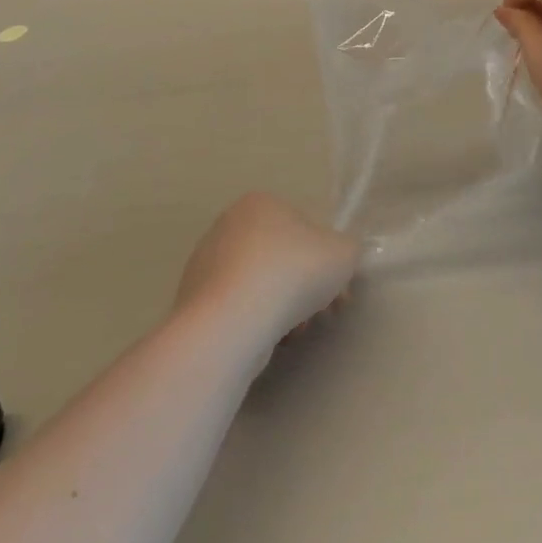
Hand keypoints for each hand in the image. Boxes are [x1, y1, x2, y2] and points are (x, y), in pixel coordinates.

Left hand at [176, 193, 359, 344]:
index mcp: (260, 203)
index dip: (327, 260)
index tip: (339, 290)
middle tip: (323, 313)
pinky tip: (266, 339)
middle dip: (305, 286)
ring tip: (295, 331)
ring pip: (260, 284)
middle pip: (281, 257)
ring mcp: (205, 263)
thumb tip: (338, 257)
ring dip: (283, 306)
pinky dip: (255, 320)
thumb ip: (347, 249)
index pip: (303, 228)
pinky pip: (237, 307)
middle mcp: (228, 225)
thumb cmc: (291, 274)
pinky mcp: (194, 299)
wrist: (231, 322)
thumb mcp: (343, 253)